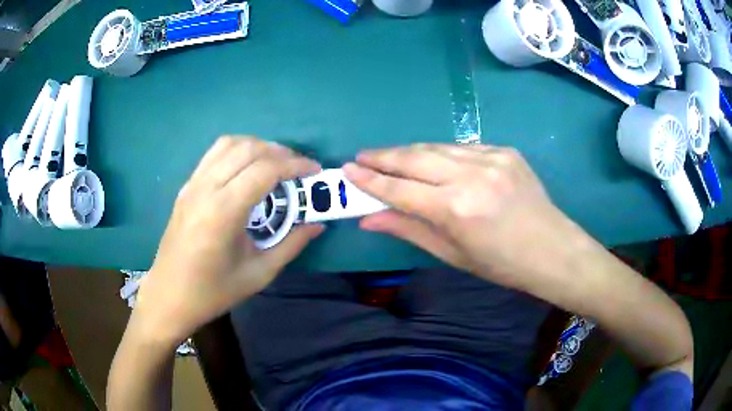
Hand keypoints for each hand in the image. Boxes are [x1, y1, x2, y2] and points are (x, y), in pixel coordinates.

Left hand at [133, 137, 323, 344]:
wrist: (169, 296)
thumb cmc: (213, 291)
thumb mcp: (258, 274)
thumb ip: (291, 245)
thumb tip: (318, 225)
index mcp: (224, 212)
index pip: (265, 170)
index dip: (295, 165)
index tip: (314, 170)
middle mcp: (206, 189)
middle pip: (248, 149)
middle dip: (280, 152)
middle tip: (298, 167)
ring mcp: (192, 184)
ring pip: (229, 144)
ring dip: (257, 146)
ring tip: (275, 162)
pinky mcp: (186, 187)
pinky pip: (213, 154)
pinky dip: (236, 150)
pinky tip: (246, 166)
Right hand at [343, 144, 589, 291]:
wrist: (553, 250)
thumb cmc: (502, 264)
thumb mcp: (453, 254)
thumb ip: (409, 230)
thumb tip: (369, 219)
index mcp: (457, 209)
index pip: (401, 189)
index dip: (371, 180)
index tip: (348, 170)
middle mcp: (471, 176)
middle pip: (415, 158)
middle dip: (384, 157)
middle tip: (362, 156)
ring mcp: (491, 158)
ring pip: (436, 147)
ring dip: (409, 152)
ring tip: (389, 157)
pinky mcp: (505, 150)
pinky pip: (462, 148)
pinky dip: (441, 154)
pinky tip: (433, 161)